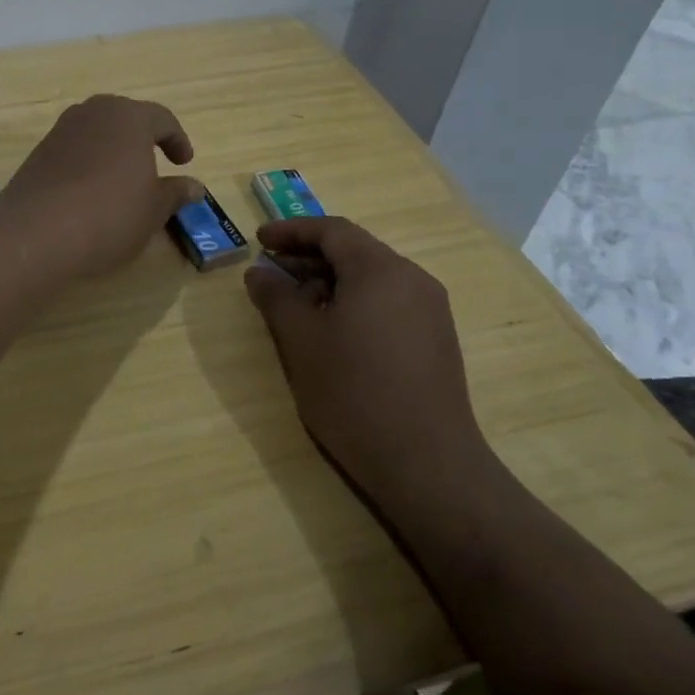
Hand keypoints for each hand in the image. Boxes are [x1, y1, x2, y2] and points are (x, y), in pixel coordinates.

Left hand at [0, 96, 202, 280]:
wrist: (36, 233)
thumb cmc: (109, 215)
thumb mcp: (153, 210)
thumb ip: (175, 193)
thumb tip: (194, 186)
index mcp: (129, 117)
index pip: (162, 118)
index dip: (177, 140)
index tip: (184, 162)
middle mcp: (93, 113)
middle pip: (125, 118)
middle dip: (142, 138)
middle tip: (154, 164)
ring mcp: (60, 131)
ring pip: (96, 132)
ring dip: (112, 150)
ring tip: (121, 180)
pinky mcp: (38, 153)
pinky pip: (73, 150)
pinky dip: (87, 163)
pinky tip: (90, 193)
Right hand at [243, 216, 494, 505]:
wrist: (426, 463)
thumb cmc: (353, 392)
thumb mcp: (300, 341)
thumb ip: (276, 298)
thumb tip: (258, 272)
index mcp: (381, 270)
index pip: (332, 230)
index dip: (291, 231)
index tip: (259, 240)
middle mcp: (412, 279)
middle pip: (354, 251)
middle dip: (308, 257)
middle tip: (271, 272)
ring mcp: (430, 310)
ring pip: (372, 278)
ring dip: (330, 282)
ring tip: (295, 306)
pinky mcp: (436, 340)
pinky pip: (388, 302)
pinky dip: (354, 302)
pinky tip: (331, 332)